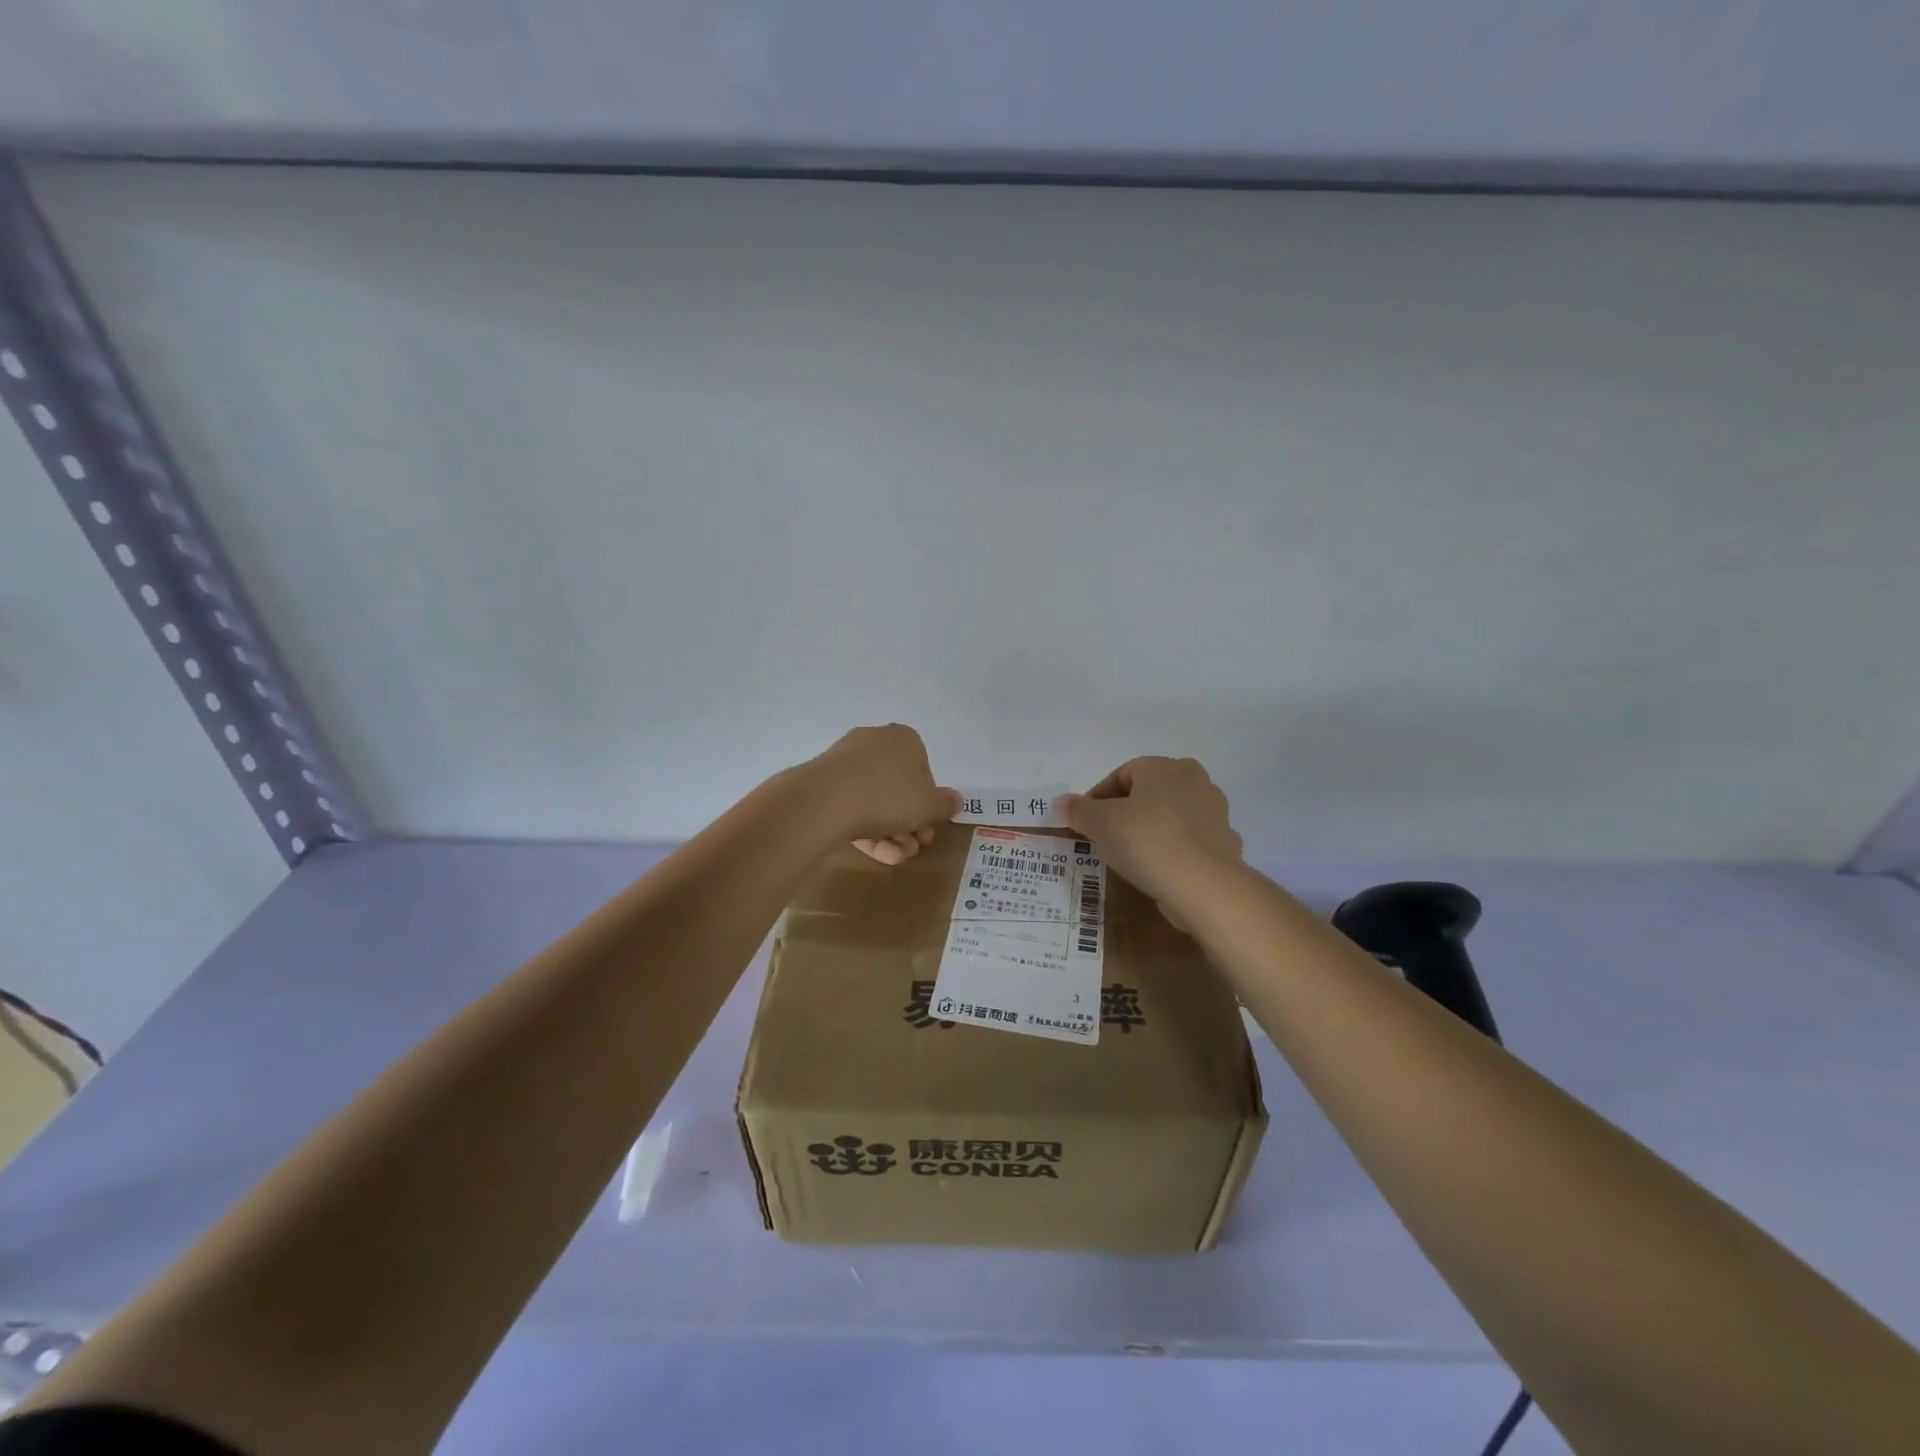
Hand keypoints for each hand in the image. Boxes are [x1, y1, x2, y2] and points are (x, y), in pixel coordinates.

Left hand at [806, 724, 960, 864]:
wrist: (823, 802)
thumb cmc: (886, 796)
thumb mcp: (927, 805)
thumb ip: (944, 804)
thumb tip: (955, 800)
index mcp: (903, 739)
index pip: (924, 770)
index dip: (929, 802)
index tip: (929, 825)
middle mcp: (874, 743)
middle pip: (899, 787)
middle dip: (910, 821)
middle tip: (915, 846)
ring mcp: (845, 762)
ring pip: (876, 799)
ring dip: (891, 831)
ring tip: (896, 857)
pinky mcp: (823, 784)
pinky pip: (852, 806)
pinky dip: (866, 828)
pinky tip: (876, 854)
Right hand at [1057, 757, 1242, 921]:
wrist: (1204, 886)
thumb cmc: (1146, 842)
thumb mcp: (1100, 824)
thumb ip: (1079, 810)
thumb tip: (1062, 802)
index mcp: (1164, 767)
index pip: (1122, 774)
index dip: (1098, 797)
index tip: (1085, 823)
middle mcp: (1195, 781)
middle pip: (1150, 792)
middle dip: (1128, 810)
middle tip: (1107, 836)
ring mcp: (1215, 813)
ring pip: (1172, 816)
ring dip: (1152, 830)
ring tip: (1132, 856)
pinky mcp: (1225, 844)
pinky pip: (1190, 842)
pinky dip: (1174, 851)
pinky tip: (1160, 870)